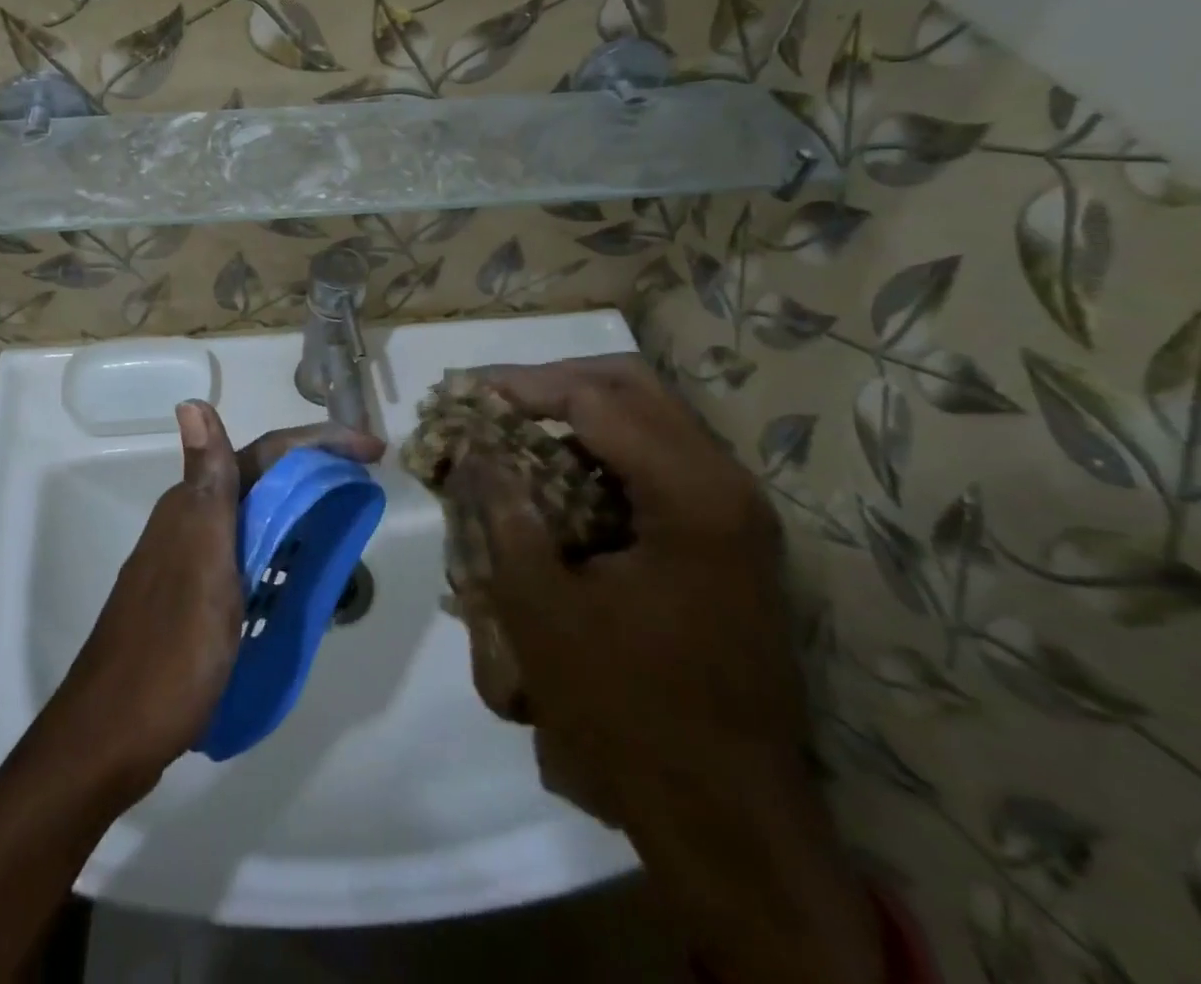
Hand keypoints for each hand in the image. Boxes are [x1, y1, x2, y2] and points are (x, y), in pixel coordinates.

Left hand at [45, 403, 384, 795]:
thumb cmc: (169, 650)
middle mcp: (191, 521)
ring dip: (300, 509)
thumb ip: (208, 484)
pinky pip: (249, 555)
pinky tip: (301, 574)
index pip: (266, 453)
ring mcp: (191, 560)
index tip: (372, 451)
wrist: (111, 734)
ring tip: (345, 521)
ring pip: (255, 516)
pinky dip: (282, 551)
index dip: (319, 443)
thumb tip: (191, 401)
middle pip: (262, 479)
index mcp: (194, 505)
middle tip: (366, 483)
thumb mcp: (201, 563)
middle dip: (315, 471)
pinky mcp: (195, 596)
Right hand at [443, 357, 882, 983]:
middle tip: (494, 399)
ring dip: (579, 412)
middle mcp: (725, 485)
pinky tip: (558, 474)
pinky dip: (603, 450)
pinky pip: (657, 460)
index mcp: (690, 495)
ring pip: (649, 417)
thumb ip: (502, 514)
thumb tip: (472, 449)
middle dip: (554, 383)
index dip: (523, 386)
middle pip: (631, 387)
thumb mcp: (541, 610)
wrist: (729, 816)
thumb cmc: (628, 711)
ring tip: (517, 428)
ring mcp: (734, 511)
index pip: (596, 399)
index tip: (466, 391)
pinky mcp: (727, 537)